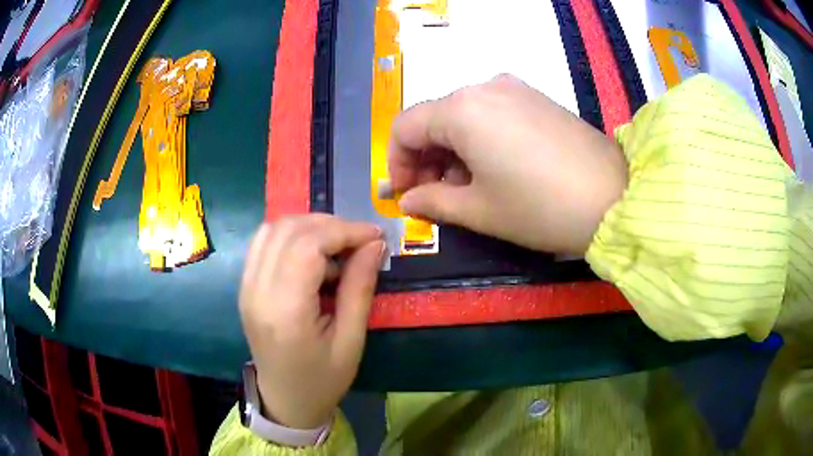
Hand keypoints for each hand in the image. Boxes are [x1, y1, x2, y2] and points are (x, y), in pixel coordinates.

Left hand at [239, 215, 384, 428]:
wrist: (284, 400)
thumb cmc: (323, 379)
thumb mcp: (351, 340)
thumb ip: (359, 288)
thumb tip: (374, 244)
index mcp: (285, 311)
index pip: (307, 245)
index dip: (344, 231)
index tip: (375, 237)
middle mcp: (257, 291)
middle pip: (288, 230)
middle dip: (329, 224)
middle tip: (359, 241)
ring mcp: (246, 286)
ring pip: (272, 229)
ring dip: (309, 226)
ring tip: (337, 245)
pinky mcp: (245, 286)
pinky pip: (263, 243)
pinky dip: (291, 236)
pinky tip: (312, 254)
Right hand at [388, 74, 627, 254]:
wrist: (615, 198)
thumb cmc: (540, 208)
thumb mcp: (479, 210)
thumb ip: (433, 202)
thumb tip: (407, 200)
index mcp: (461, 110)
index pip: (405, 127)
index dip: (396, 162)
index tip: (406, 195)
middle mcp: (483, 87)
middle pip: (434, 118)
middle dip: (426, 158)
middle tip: (436, 197)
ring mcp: (514, 88)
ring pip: (463, 115)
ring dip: (453, 150)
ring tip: (470, 188)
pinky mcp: (536, 97)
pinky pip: (492, 112)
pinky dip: (480, 139)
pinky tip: (497, 168)